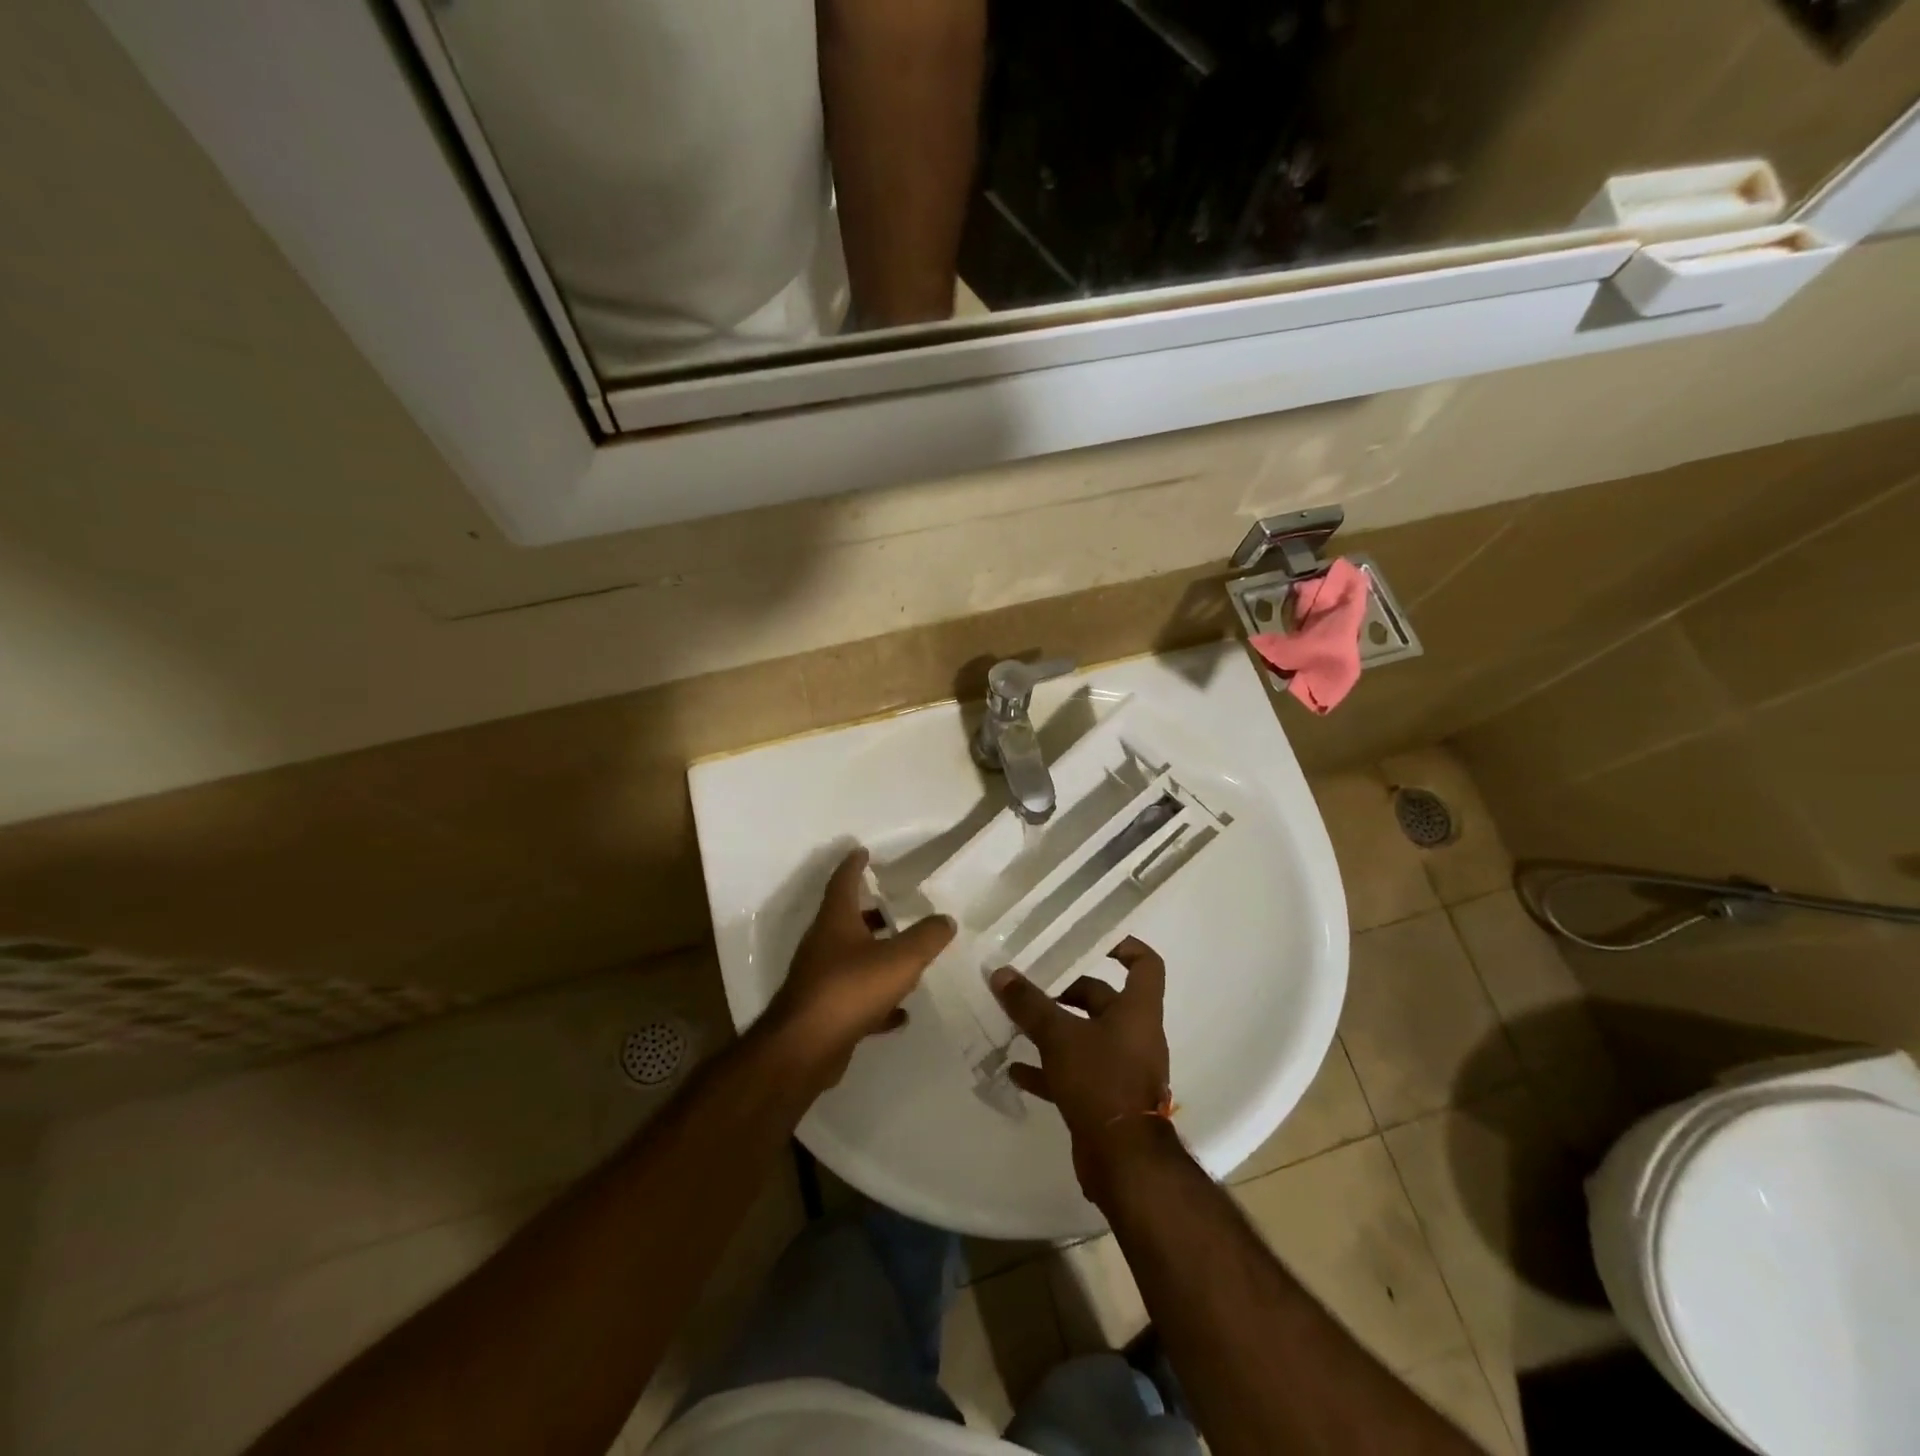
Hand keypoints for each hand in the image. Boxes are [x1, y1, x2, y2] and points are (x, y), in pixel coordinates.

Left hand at [761, 848, 955, 1091]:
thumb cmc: (851, 989)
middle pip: (847, 919)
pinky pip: (856, 998)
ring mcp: (821, 979)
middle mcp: (824, 944)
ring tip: (905, 956)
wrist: (806, 1048)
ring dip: (875, 954)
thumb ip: (927, 936)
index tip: (863, 851)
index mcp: (836, 921)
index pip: (843, 881)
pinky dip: (878, 1000)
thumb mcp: (900, 959)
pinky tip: (900, 1013)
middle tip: (896, 905)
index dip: (854, 864)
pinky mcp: (825, 1011)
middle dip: (871, 911)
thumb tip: (946, 919)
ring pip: (851, 958)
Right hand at [990, 937, 1173, 1200]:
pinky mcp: (1105, 1098)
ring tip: (1016, 1023)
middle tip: (1033, 986)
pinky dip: (1048, 1068)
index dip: (1124, 946)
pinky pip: (1074, 1072)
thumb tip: (1000, 972)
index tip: (1092, 941)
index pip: (1145, 964)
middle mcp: (1134, 1035)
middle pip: (1104, 999)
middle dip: (1068, 991)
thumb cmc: (1101, 1081)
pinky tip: (1016, 1069)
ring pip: (1086, 1036)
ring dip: (1054, 1029)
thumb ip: (1030, 1004)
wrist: (1123, 1162)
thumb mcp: (1060, 1036)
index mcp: (1137, 1011)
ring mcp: (1121, 1068)